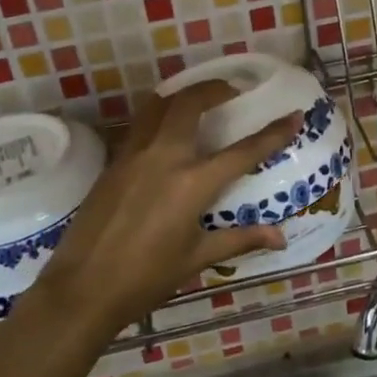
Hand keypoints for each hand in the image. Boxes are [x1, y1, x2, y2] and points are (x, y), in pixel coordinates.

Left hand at [30, 81, 299, 339]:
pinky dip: (158, 116)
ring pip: (159, 106)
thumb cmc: (145, 278)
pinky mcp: (113, 162)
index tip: (293, 115)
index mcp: (192, 184)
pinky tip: (166, 131)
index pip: (243, 151)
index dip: (273, 132)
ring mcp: (134, 155)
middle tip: (231, 91)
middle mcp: (164, 158)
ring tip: (198, 100)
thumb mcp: (197, 258)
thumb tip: (280, 237)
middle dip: (215, 89)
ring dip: (182, 95)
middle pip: (190, 104)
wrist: (83, 288)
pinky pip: (140, 126)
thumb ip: (239, 239)